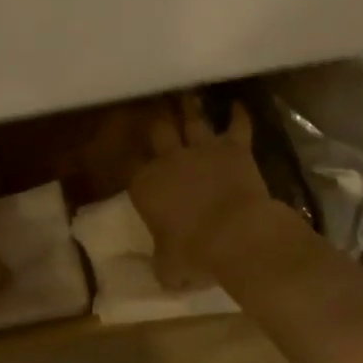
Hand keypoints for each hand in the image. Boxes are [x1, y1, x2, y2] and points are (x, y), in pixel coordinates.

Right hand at [129, 95, 273, 288]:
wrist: (236, 235)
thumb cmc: (194, 254)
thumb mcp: (168, 269)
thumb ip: (161, 263)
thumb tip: (161, 269)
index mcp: (146, 185)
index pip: (129, 165)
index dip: (126, 156)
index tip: (124, 150)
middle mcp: (169, 160)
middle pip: (158, 130)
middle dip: (155, 118)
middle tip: (153, 104)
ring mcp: (203, 149)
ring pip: (193, 120)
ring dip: (189, 107)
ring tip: (186, 93)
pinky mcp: (234, 148)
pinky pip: (237, 126)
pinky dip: (238, 114)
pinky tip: (239, 104)